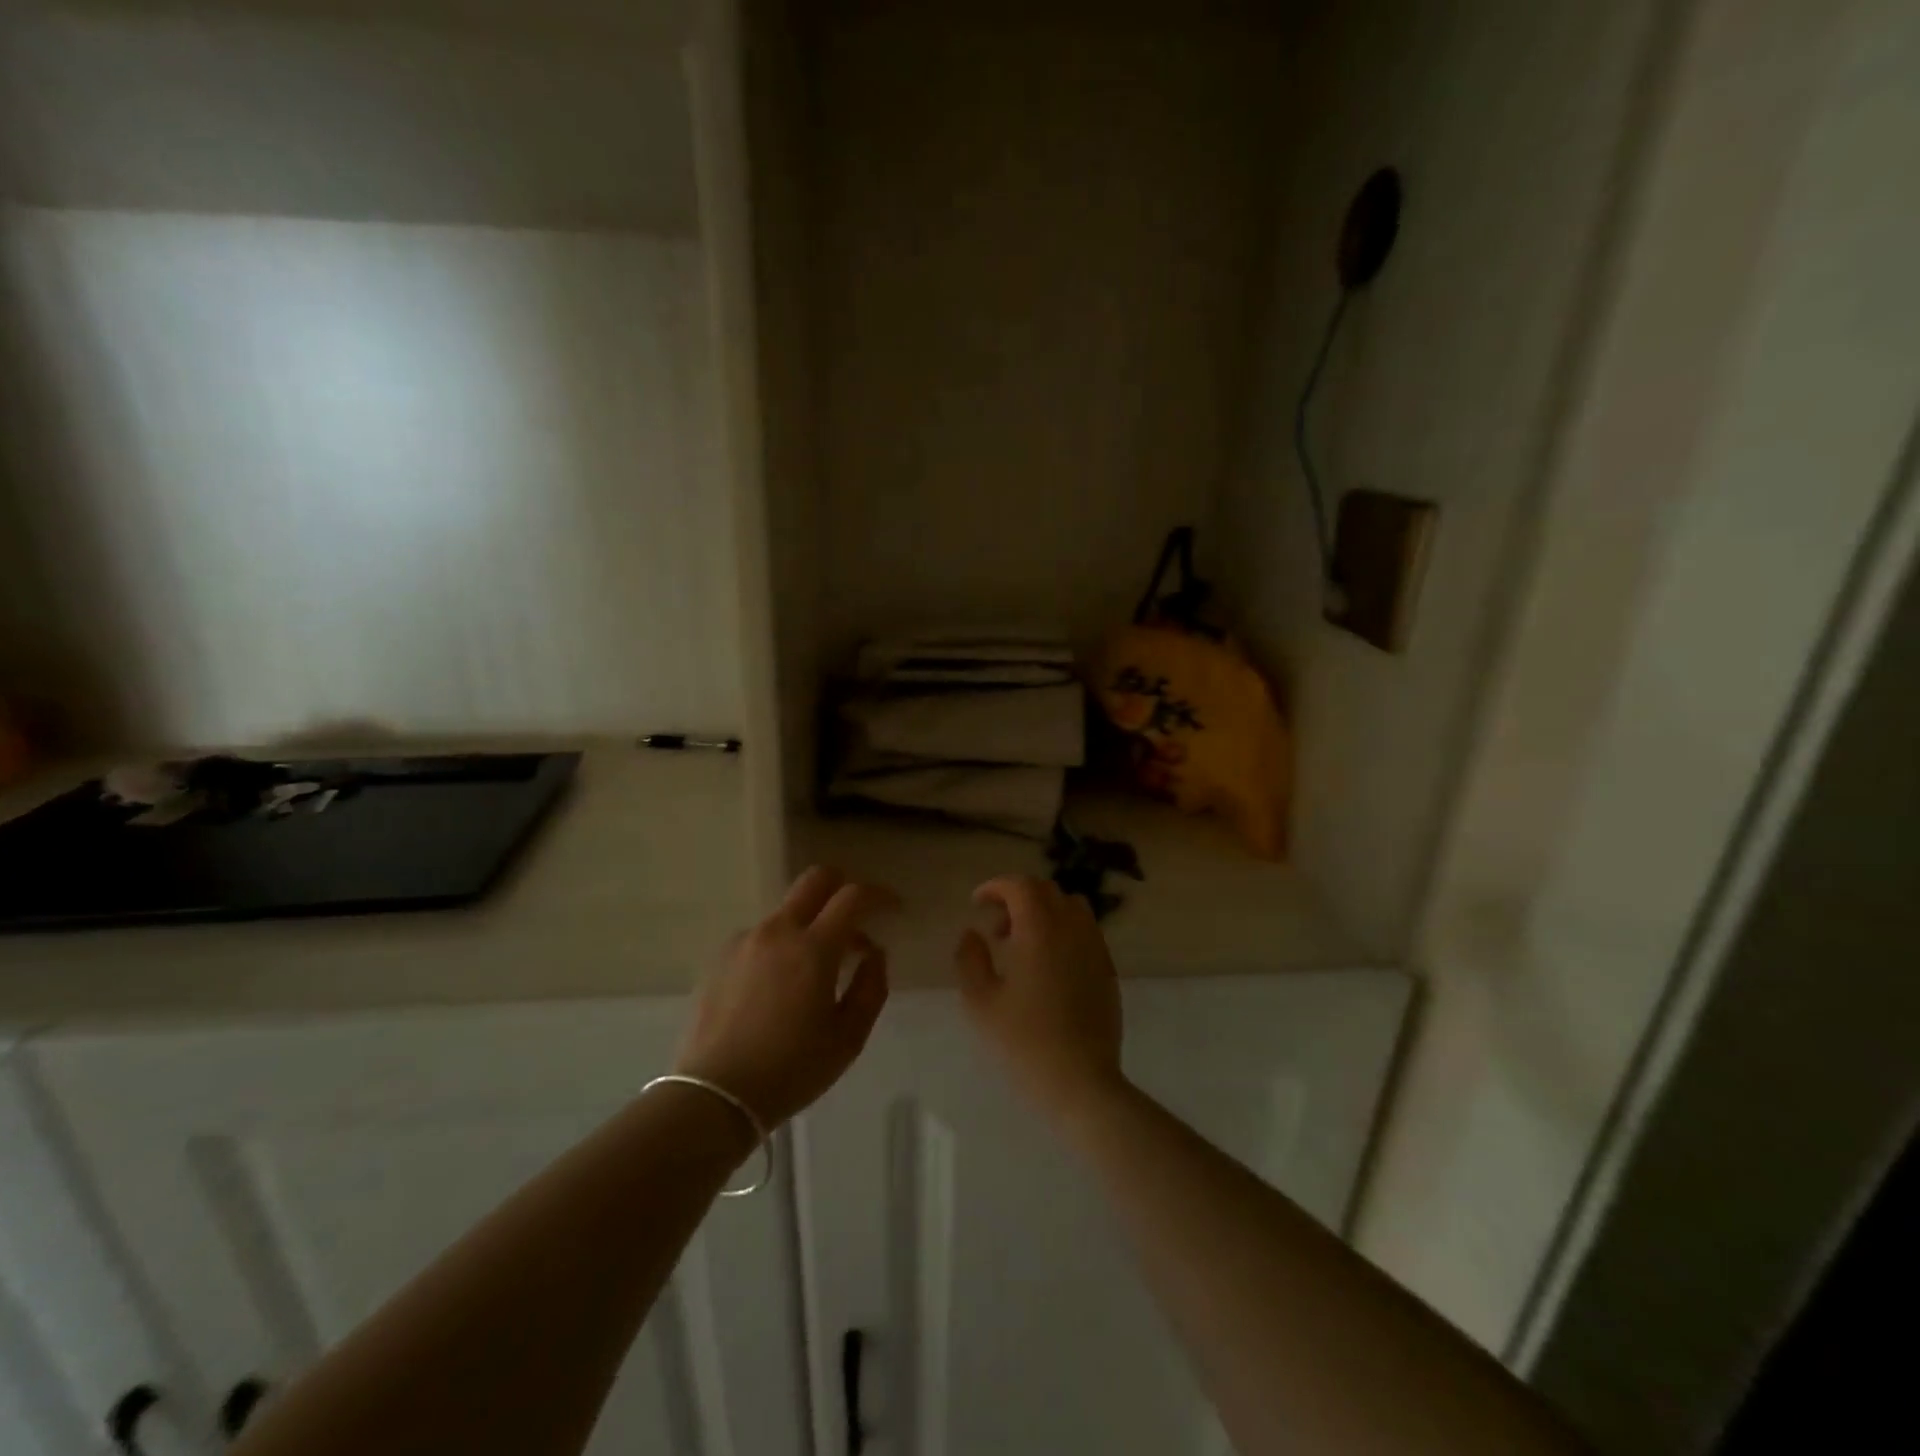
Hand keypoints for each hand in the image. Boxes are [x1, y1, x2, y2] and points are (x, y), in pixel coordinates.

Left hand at [674, 867, 895, 1127]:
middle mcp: (778, 931)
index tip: (894, 909)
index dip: (880, 896)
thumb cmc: (791, 1069)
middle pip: (815, 880)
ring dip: (811, 924)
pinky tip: (779, 984)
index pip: (853, 897)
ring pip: (788, 911)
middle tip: (857, 916)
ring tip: (817, 968)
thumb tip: (874, 953)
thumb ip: (871, 987)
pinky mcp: (721, 957)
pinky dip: (781, 945)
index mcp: (813, 948)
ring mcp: (745, 941)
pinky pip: (762, 935)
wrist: (714, 1095)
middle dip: (842, 886)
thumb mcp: (848, 1038)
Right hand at [954, 876, 1125, 1118]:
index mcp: (1040, 929)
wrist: (1082, 1082)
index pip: (1021, 885)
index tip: (977, 903)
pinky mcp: (1107, 968)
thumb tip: (972, 934)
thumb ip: (970, 959)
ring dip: (1043, 912)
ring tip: (1023, 945)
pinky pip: (1085, 931)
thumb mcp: (980, 1002)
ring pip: (1070, 906)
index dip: (996, 886)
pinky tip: (1048, 966)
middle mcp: (1072, 928)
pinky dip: (1063, 931)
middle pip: (1046, 890)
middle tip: (996, 928)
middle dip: (1017, 898)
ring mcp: (1095, 948)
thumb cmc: (1024, 1042)